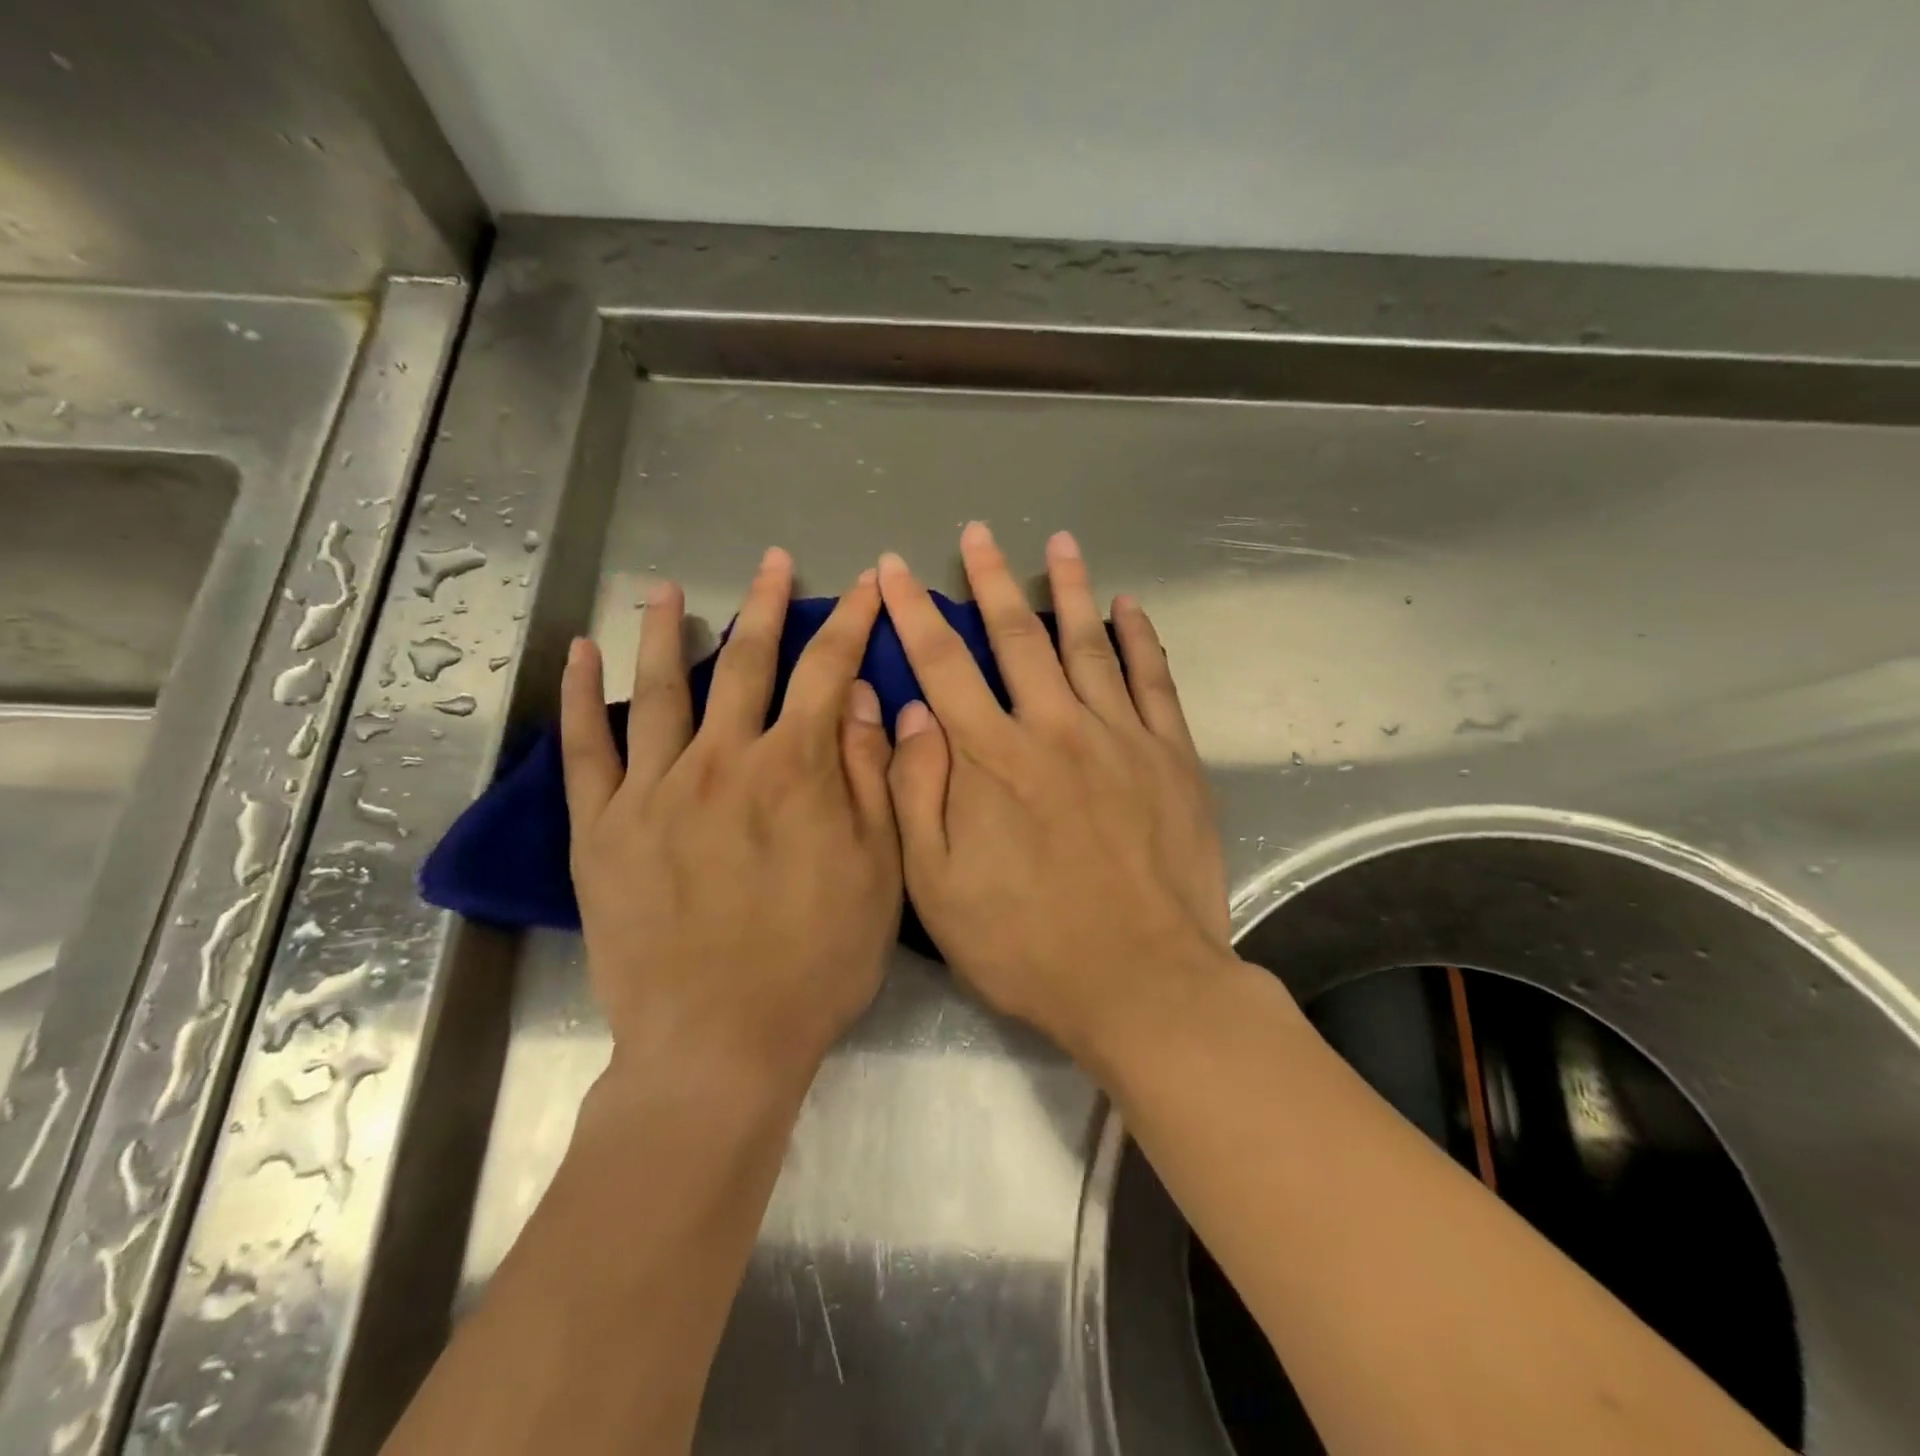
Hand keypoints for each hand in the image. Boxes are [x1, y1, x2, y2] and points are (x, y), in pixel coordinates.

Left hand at [559, 549, 900, 1085]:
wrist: (719, 1044)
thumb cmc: (816, 963)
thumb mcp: (878, 873)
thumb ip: (870, 778)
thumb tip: (864, 699)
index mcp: (795, 771)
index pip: (829, 672)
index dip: (852, 623)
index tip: (866, 586)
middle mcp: (722, 761)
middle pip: (747, 663)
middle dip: (768, 606)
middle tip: (775, 563)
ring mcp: (652, 790)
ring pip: (660, 688)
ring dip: (668, 631)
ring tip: (668, 589)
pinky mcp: (600, 829)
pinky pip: (586, 748)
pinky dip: (581, 696)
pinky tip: (581, 655)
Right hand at [877, 524, 1233, 1061]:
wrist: (1141, 984)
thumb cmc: (1026, 945)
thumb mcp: (938, 887)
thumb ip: (917, 794)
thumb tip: (909, 714)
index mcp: (991, 759)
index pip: (942, 665)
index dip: (914, 612)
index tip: (895, 569)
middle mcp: (1053, 729)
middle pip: (1016, 637)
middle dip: (989, 580)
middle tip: (977, 533)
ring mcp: (1119, 738)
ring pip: (1087, 644)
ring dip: (1068, 589)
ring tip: (1058, 543)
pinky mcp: (1170, 757)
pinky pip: (1153, 681)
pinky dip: (1139, 639)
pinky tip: (1128, 606)